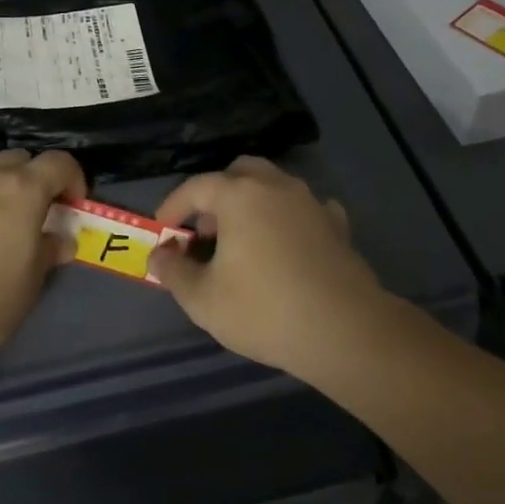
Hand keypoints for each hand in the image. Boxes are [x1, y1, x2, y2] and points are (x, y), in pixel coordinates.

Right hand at [149, 157, 386, 377]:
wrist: (345, 330)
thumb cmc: (264, 310)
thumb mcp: (203, 299)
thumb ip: (174, 272)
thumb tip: (159, 256)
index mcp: (240, 194)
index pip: (196, 187)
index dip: (173, 206)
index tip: (162, 230)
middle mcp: (276, 186)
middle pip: (238, 173)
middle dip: (216, 195)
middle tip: (205, 231)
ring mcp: (311, 202)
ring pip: (273, 186)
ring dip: (251, 204)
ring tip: (241, 242)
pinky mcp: (337, 225)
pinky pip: (303, 209)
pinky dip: (286, 219)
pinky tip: (284, 245)